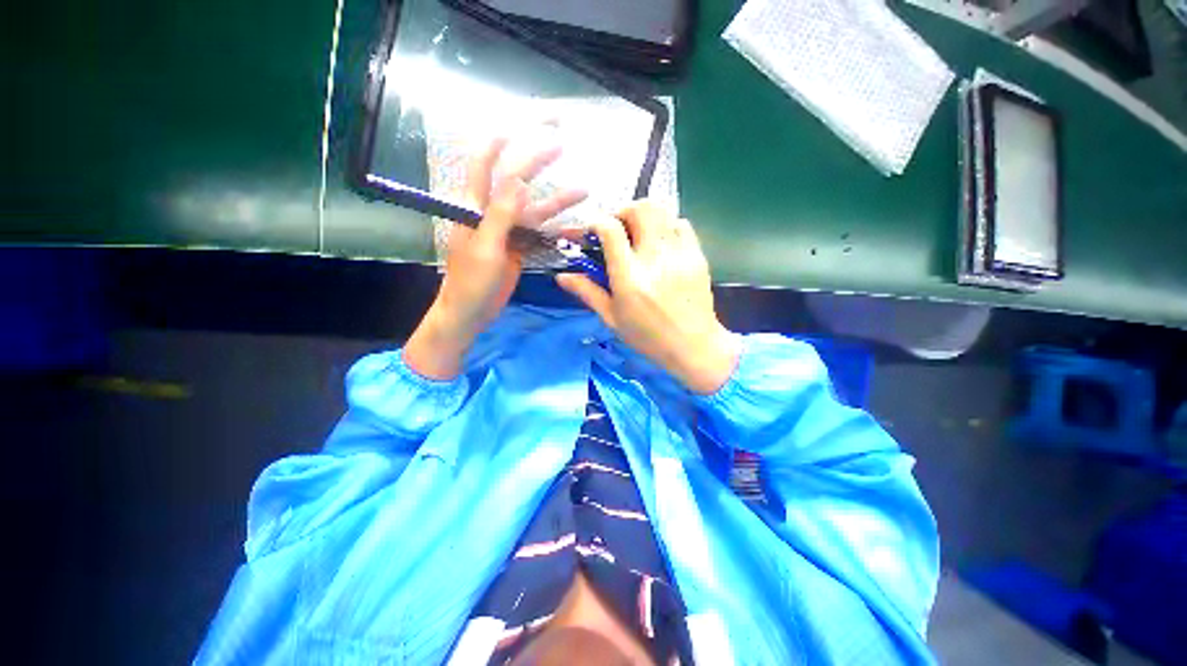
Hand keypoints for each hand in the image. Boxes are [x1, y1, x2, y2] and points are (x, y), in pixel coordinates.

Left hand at [404, 138, 586, 379]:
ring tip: (583, 191)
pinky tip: (576, 230)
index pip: (484, 165)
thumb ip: (500, 215)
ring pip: (535, 211)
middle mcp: (492, 214)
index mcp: (475, 208)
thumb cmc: (470, 282)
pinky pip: (540, 236)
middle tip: (561, 144)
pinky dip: (557, 233)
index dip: (499, 143)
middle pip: (516, 182)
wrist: (471, 312)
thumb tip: (518, 180)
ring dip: (557, 201)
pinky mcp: (519, 249)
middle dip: (536, 161)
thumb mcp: (485, 248)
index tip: (520, 125)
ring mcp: (508, 232)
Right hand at [556, 201, 739, 393]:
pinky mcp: (697, 255)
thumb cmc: (648, 337)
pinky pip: (681, 224)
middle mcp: (655, 258)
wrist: (694, 346)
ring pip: (662, 211)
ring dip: (644, 216)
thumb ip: (587, 292)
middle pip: (640, 209)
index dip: (596, 223)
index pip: (610, 229)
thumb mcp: (612, 318)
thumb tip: (561, 276)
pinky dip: (666, 226)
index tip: (592, 233)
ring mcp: (680, 254)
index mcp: (629, 277)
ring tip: (638, 236)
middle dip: (623, 212)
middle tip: (618, 230)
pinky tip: (661, 245)